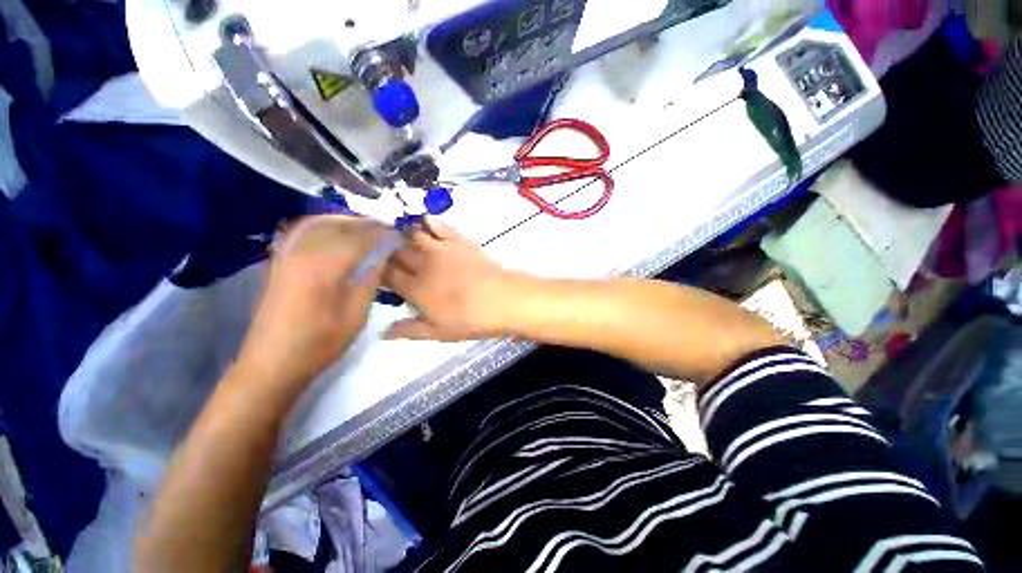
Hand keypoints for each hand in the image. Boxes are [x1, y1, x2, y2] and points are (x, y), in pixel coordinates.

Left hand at [236, 216, 388, 387]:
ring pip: (320, 223)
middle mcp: (301, 252)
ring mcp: (286, 254)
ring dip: (347, 221)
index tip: (400, 237)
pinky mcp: (279, 260)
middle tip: (388, 231)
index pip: (360, 239)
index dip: (383, 235)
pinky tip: (337, 232)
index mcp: (323, 267)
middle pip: (339, 225)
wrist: (272, 362)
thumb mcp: (356, 314)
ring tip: (368, 229)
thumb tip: (384, 255)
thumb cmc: (320, 343)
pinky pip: (304, 230)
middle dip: (367, 224)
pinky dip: (325, 225)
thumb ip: (370, 279)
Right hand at [384, 217, 519, 340]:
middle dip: (388, 252)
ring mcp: (440, 249)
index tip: (376, 271)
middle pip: (397, 253)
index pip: (387, 275)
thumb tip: (384, 332)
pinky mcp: (458, 241)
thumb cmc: (469, 319)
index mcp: (415, 288)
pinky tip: (426, 220)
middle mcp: (422, 264)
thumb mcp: (438, 332)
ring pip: (414, 235)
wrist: (500, 299)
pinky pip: (440, 226)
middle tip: (386, 252)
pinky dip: (430, 222)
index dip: (379, 272)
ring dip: (405, 235)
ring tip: (401, 235)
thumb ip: (410, 330)